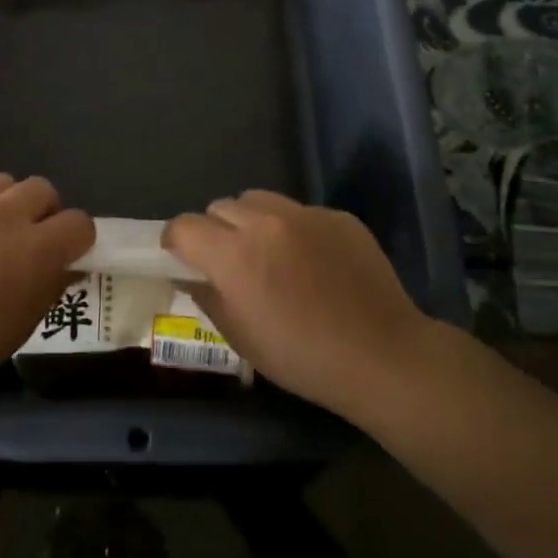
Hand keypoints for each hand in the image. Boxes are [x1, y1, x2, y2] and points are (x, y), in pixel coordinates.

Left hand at [0, 175, 93, 407]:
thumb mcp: (18, 329)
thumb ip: (48, 290)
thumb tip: (65, 269)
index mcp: (33, 250)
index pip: (79, 223)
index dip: (78, 241)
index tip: (67, 258)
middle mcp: (3, 216)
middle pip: (42, 189)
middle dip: (44, 213)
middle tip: (30, 243)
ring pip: (2, 183)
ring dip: (7, 205)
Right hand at [163, 191, 428, 420]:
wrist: (382, 355)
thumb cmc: (302, 357)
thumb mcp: (240, 337)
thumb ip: (208, 297)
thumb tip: (191, 276)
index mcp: (233, 254)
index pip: (184, 226)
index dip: (176, 241)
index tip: (181, 257)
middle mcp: (265, 222)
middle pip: (220, 207)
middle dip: (215, 230)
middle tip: (229, 261)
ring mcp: (305, 214)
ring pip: (258, 200)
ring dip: (250, 220)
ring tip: (268, 251)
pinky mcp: (338, 217)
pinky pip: (300, 212)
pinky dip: (293, 229)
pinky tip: (312, 261)